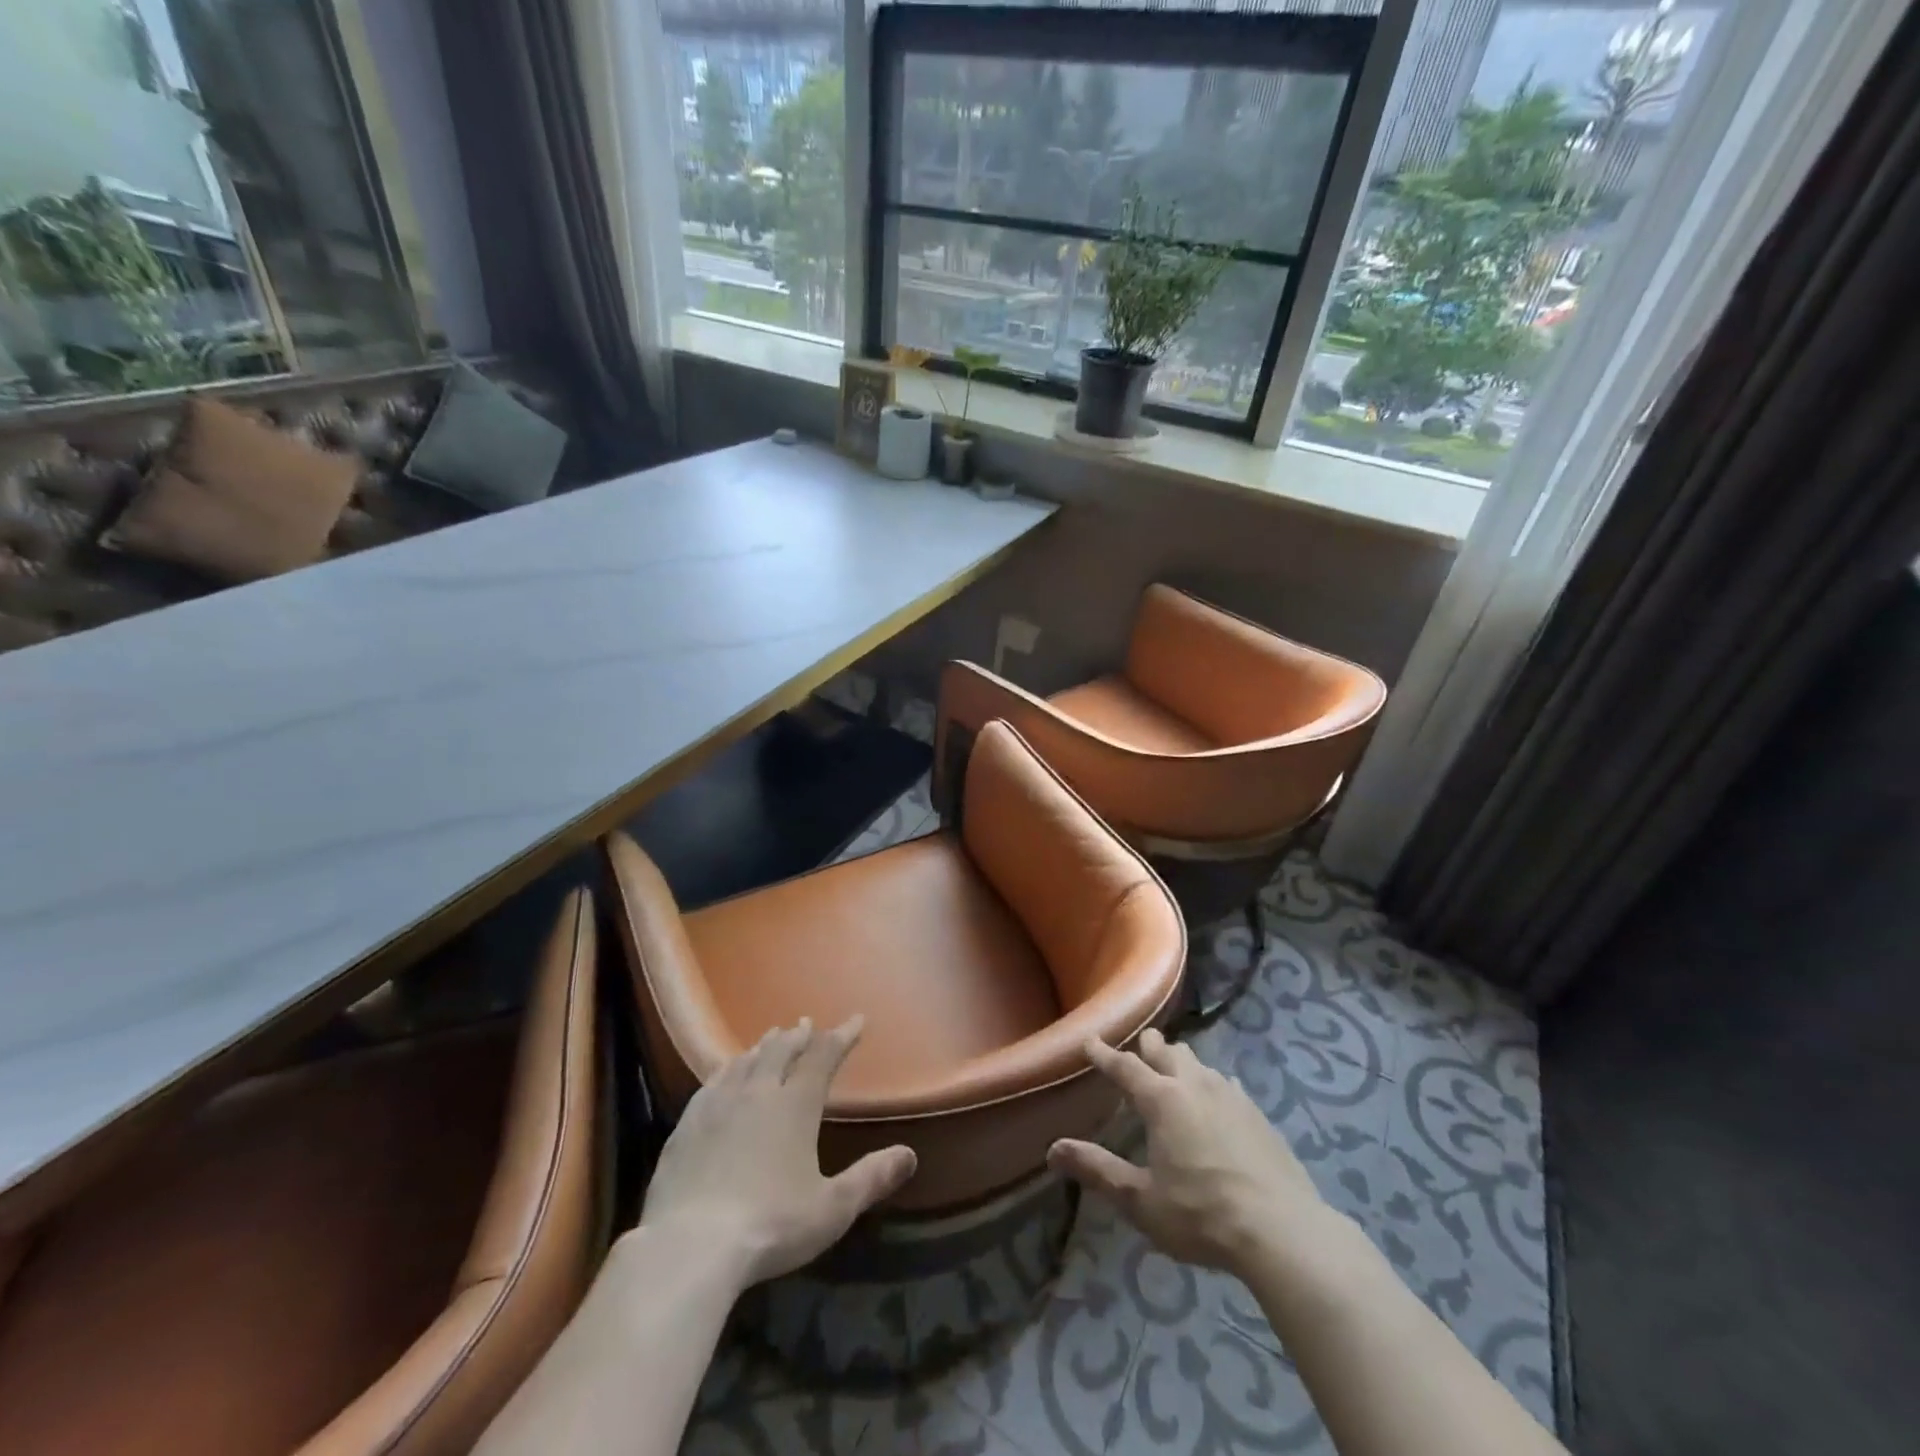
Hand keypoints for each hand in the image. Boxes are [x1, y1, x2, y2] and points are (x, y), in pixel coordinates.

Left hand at [639, 1017, 916, 1286]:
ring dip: (763, 1047)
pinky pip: (712, 1082)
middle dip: (798, 1036)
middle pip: (781, 1050)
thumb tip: (909, 1155)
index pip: (823, 1057)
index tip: (856, 1020)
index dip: (841, 1036)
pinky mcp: (687, 1125)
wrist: (689, 1247)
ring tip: (771, 1038)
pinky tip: (725, 1073)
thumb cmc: (770, 1225)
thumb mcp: (831, 1209)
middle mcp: (758, 1092)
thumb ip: (870, 1178)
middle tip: (807, 1025)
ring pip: (746, 1061)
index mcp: (795, 1105)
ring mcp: (718, 1105)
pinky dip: (727, 1068)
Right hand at [1048, 1028, 1335, 1274]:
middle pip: (1166, 1052)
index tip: (1090, 1041)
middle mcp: (1194, 1085)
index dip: (1105, 1054)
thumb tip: (1053, 1149)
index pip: (1125, 1067)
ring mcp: (1230, 1096)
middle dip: (1148, 1046)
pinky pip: (1226, 1083)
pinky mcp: (1257, 1114)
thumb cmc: (1202, 1215)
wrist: (1282, 1230)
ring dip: (1180, 1060)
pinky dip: (1212, 1081)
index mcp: (1162, 1100)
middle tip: (1139, 1044)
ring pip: (1198, 1063)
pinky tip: (1218, 1092)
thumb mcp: (1141, 1200)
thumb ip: (1098, 1170)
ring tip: (1173, 1064)